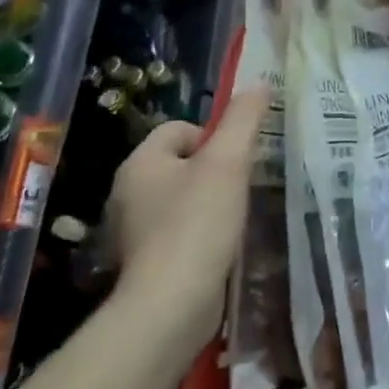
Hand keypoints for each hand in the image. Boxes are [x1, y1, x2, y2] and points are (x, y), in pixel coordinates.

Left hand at [106, 91, 266, 316]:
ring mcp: (133, 230)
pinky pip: (178, 231)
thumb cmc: (198, 223)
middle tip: (241, 187)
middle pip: (182, 162)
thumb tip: (260, 83)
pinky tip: (220, 246)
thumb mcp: (228, 162)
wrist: (171, 304)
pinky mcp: (146, 261)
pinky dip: (200, 234)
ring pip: (181, 198)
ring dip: (209, 203)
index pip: (180, 128)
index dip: (214, 137)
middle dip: (214, 172)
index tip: (236, 162)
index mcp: (140, 162)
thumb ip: (244, 119)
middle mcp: (128, 192)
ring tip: (234, 217)